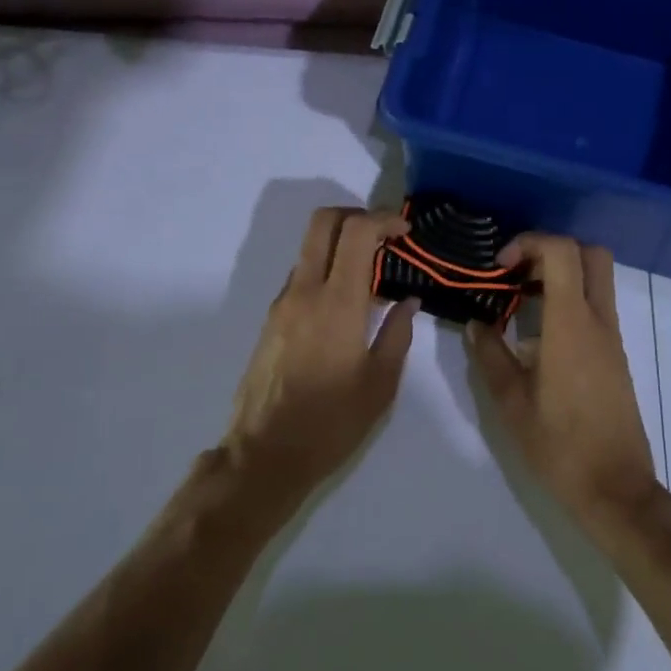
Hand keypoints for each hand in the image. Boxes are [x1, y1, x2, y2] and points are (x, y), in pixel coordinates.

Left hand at [224, 207, 418, 502]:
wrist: (264, 455)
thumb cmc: (331, 423)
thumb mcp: (380, 384)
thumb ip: (397, 334)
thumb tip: (407, 301)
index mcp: (337, 302)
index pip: (357, 232)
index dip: (384, 218)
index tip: (406, 231)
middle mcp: (304, 291)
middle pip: (323, 222)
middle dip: (356, 215)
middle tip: (385, 235)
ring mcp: (283, 303)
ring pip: (309, 248)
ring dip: (340, 245)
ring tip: (371, 274)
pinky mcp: (272, 320)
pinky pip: (301, 276)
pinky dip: (326, 271)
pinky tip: (346, 304)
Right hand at [465, 235, 658, 528]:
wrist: (616, 488)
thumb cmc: (559, 446)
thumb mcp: (511, 403)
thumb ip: (490, 355)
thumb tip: (476, 324)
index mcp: (570, 325)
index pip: (562, 252)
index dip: (529, 243)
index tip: (500, 266)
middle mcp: (598, 321)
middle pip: (591, 253)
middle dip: (551, 248)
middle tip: (517, 271)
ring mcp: (612, 337)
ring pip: (597, 278)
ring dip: (562, 272)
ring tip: (521, 298)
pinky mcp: (615, 354)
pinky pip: (596, 305)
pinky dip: (570, 298)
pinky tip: (539, 331)